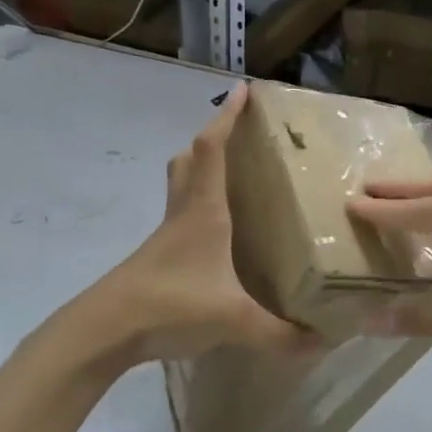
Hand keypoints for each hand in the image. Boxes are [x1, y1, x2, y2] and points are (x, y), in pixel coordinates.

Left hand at [90, 83, 310, 363]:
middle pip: (189, 159)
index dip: (227, 117)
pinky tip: (216, 234)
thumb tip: (324, 343)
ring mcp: (165, 235)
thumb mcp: (234, 320)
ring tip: (230, 175)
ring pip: (180, 185)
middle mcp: (183, 213)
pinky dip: (196, 206)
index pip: (212, 149)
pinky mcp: (157, 256)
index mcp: (204, 211)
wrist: (107, 329)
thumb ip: (280, 334)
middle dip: (212, 138)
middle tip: (238, 134)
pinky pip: (179, 216)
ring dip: (199, 169)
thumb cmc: (171, 305)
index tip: (243, 89)